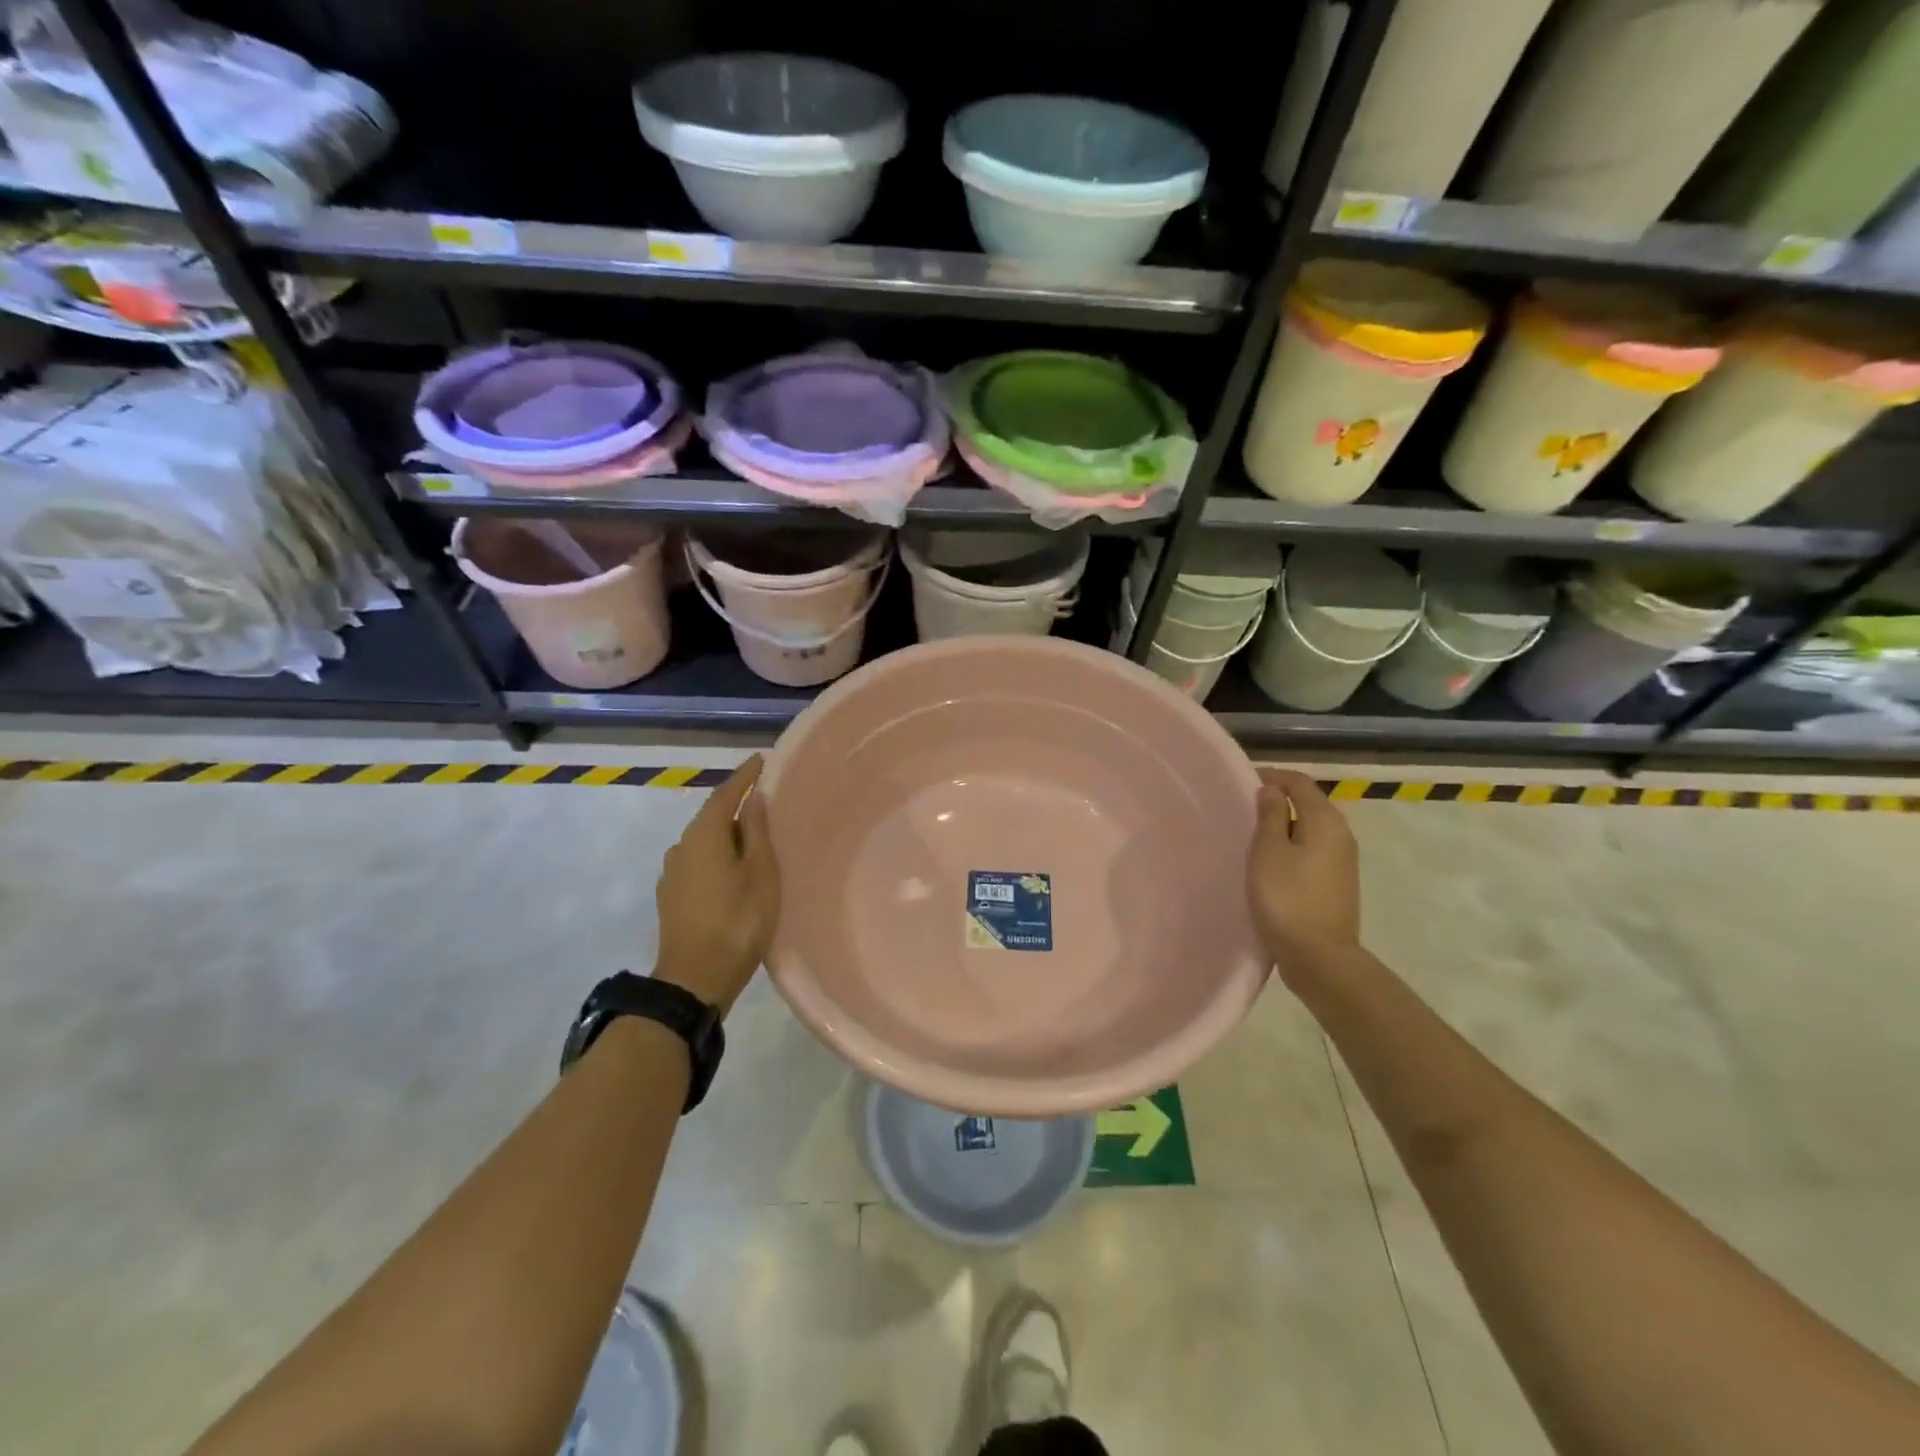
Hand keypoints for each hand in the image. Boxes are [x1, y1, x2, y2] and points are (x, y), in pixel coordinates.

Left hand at [652, 755, 778, 1013]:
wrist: (694, 980)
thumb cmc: (737, 922)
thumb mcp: (760, 873)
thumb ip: (756, 832)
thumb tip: (753, 800)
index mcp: (704, 835)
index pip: (725, 794)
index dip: (744, 776)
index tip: (762, 759)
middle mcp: (682, 847)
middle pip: (712, 816)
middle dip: (736, 805)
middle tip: (765, 799)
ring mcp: (673, 873)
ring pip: (705, 841)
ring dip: (727, 833)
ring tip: (754, 836)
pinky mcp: (672, 897)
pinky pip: (699, 861)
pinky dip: (718, 855)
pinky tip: (733, 867)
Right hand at [1247, 768, 1361, 987]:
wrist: (1319, 956)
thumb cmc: (1287, 898)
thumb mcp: (1268, 851)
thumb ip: (1269, 815)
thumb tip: (1272, 790)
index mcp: (1325, 820)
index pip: (1300, 783)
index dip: (1272, 777)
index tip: (1244, 781)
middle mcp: (1341, 834)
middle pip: (1309, 803)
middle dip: (1279, 798)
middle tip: (1244, 806)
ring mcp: (1343, 860)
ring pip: (1311, 827)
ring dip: (1285, 823)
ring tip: (1254, 832)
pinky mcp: (1338, 882)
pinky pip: (1313, 849)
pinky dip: (1293, 843)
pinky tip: (1272, 859)